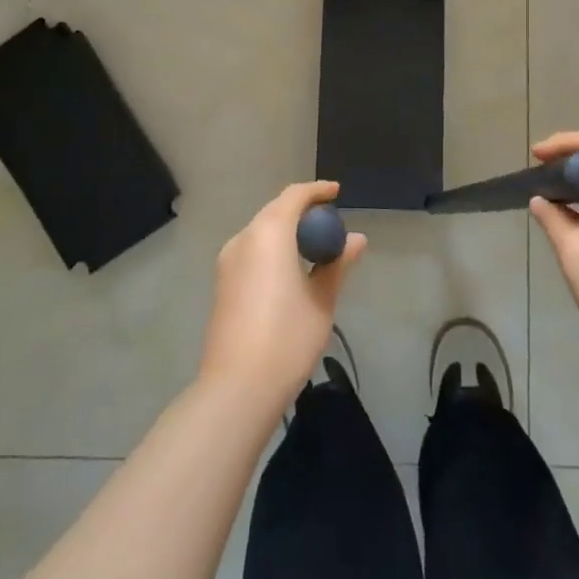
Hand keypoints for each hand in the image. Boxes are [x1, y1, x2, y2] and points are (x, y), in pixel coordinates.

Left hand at [198, 181, 365, 414]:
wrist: (237, 388)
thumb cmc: (287, 338)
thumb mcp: (322, 300)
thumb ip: (337, 264)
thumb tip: (357, 240)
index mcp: (269, 233)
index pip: (294, 196)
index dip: (317, 191)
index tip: (337, 193)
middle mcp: (243, 239)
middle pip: (275, 211)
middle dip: (302, 211)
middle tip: (330, 224)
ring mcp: (227, 262)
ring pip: (261, 231)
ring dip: (286, 231)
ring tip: (314, 248)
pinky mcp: (222, 283)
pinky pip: (251, 251)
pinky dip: (273, 248)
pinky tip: (290, 270)